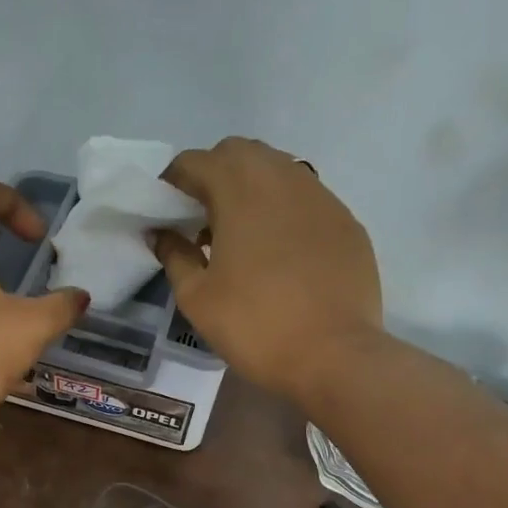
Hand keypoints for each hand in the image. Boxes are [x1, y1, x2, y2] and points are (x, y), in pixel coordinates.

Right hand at [153, 138, 383, 402]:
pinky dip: (283, 209)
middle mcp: (283, 178)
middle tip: (201, 217)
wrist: (335, 355)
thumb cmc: (255, 325)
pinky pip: (306, 198)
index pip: (195, 161)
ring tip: (240, 232)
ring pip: (277, 169)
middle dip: (213, 174)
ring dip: (251, 187)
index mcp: (239, 190)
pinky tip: (280, 250)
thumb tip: (161, 233)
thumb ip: (174, 255)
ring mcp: (321, 196)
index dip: (173, 181)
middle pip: (239, 152)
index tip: (165, 211)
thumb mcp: (197, 297)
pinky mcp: (346, 221)